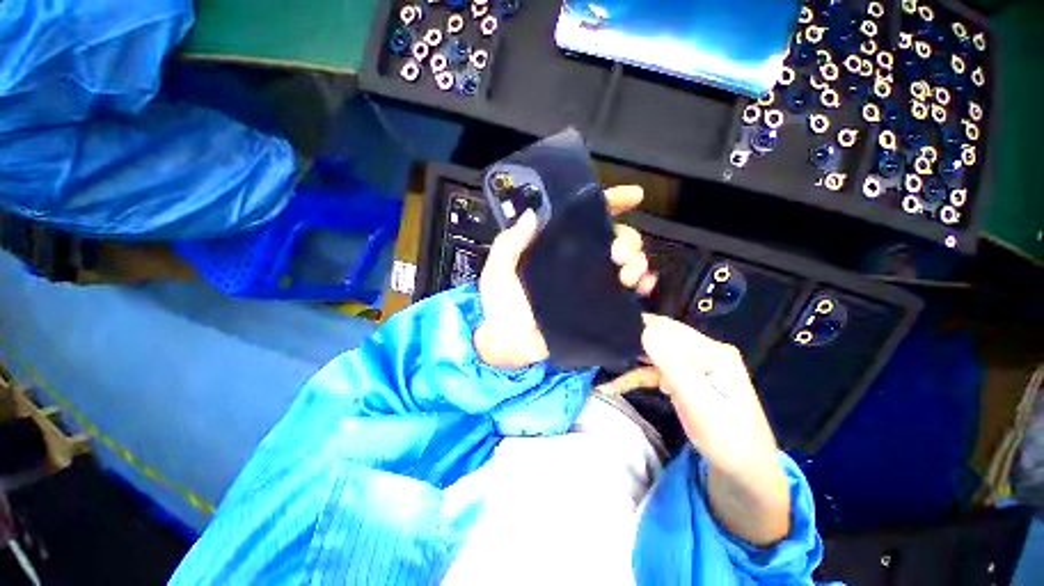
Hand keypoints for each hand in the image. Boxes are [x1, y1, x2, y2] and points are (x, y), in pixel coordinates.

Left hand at [474, 186, 656, 368]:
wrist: (511, 347)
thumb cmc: (501, 308)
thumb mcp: (498, 271)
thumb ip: (509, 244)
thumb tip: (532, 214)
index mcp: (556, 248)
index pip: (585, 219)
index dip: (610, 203)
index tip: (632, 196)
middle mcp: (578, 261)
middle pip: (615, 239)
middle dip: (627, 240)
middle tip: (619, 254)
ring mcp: (591, 284)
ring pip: (626, 262)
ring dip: (637, 262)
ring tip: (628, 274)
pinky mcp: (599, 307)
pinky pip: (628, 292)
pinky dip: (642, 286)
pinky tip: (642, 287)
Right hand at [601, 316, 789, 544]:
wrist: (745, 472)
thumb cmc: (726, 439)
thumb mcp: (698, 402)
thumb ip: (672, 364)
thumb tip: (646, 330)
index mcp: (713, 351)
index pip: (668, 328)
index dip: (639, 327)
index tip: (611, 332)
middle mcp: (705, 352)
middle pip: (661, 338)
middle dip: (633, 341)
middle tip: (604, 345)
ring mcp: (696, 365)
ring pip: (656, 355)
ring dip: (632, 361)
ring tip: (606, 360)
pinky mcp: (687, 379)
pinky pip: (657, 371)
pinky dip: (638, 376)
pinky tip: (616, 385)